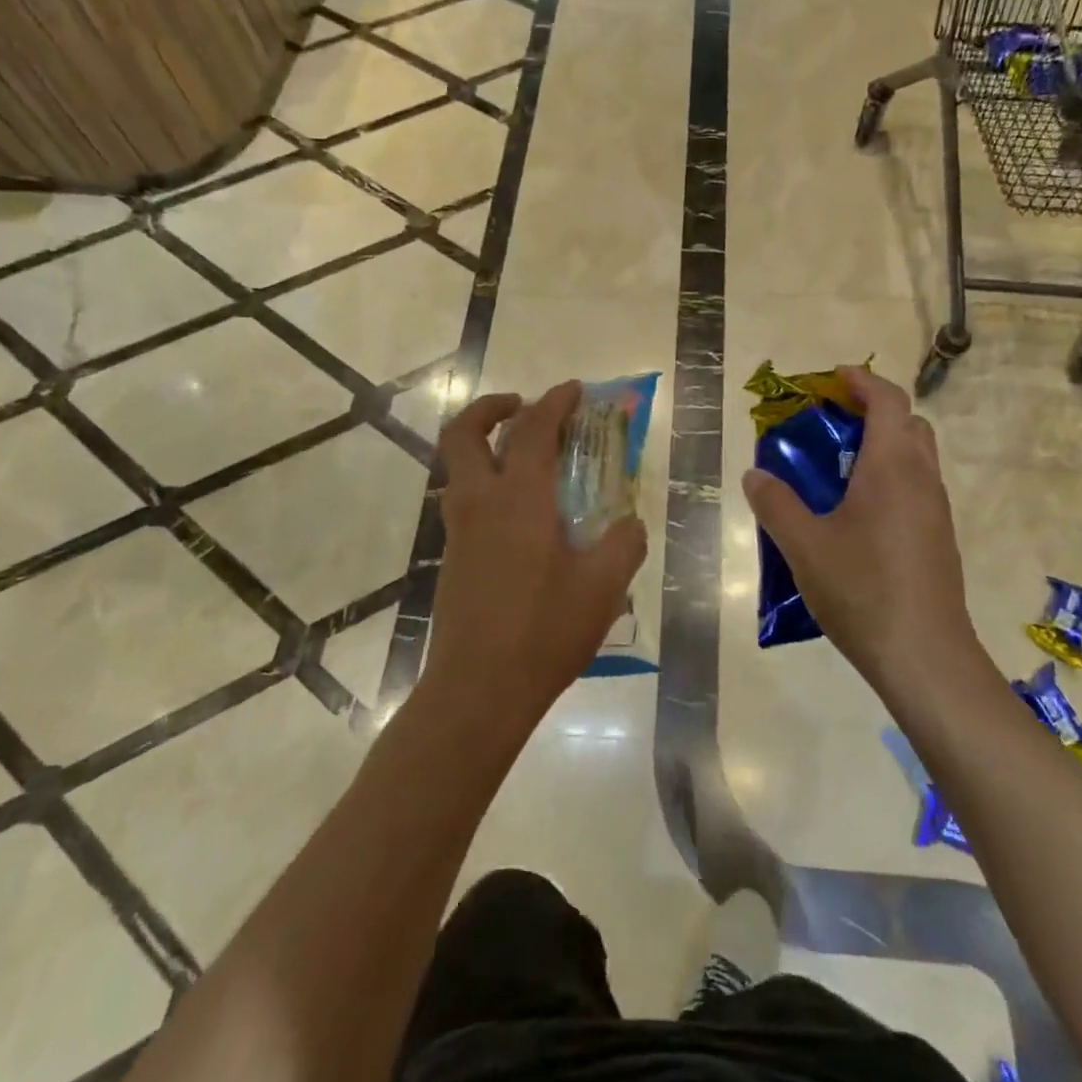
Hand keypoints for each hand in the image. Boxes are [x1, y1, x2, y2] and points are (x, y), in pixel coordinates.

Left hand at [422, 381, 647, 727]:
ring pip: (459, 467)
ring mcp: (459, 531)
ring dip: (486, 445)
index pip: (534, 430)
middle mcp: (480, 503)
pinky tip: (523, 516)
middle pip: (464, 434)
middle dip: (490, 407)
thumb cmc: (544, 632)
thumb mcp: (604, 586)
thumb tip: (629, 523)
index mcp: (519, 500)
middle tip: (523, 407)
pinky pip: (465, 500)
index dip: (555, 402)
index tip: (575, 389)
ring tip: (526, 459)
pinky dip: (488, 483)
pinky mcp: (452, 558)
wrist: (478, 691)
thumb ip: (624, 543)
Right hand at [741, 367, 982, 689]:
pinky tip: (859, 516)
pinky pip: (917, 488)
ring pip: (917, 457)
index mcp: (892, 467)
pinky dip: (891, 478)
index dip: (863, 381)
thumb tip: (755, 475)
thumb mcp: (803, 546)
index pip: (889, 401)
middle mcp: (922, 479)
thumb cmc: (863, 590)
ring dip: (884, 446)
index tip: (833, 380)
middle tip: (833, 424)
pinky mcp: (939, 539)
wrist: (925, 657)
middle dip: (874, 411)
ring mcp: (937, 511)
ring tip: (839, 469)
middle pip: (909, 423)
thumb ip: (775, 504)